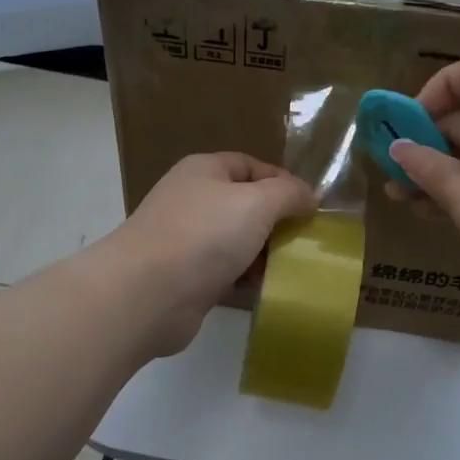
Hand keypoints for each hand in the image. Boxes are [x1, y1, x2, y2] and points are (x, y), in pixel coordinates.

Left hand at [101, 152, 314, 356]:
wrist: (147, 293)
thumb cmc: (204, 235)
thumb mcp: (257, 202)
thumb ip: (288, 193)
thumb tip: (309, 195)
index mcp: (205, 171)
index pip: (251, 166)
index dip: (283, 181)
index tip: (312, 206)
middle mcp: (194, 200)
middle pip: (246, 204)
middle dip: (277, 221)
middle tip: (307, 240)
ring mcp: (188, 240)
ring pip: (238, 241)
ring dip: (265, 253)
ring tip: (294, 267)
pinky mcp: (188, 277)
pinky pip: (227, 271)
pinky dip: (247, 277)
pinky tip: (269, 288)